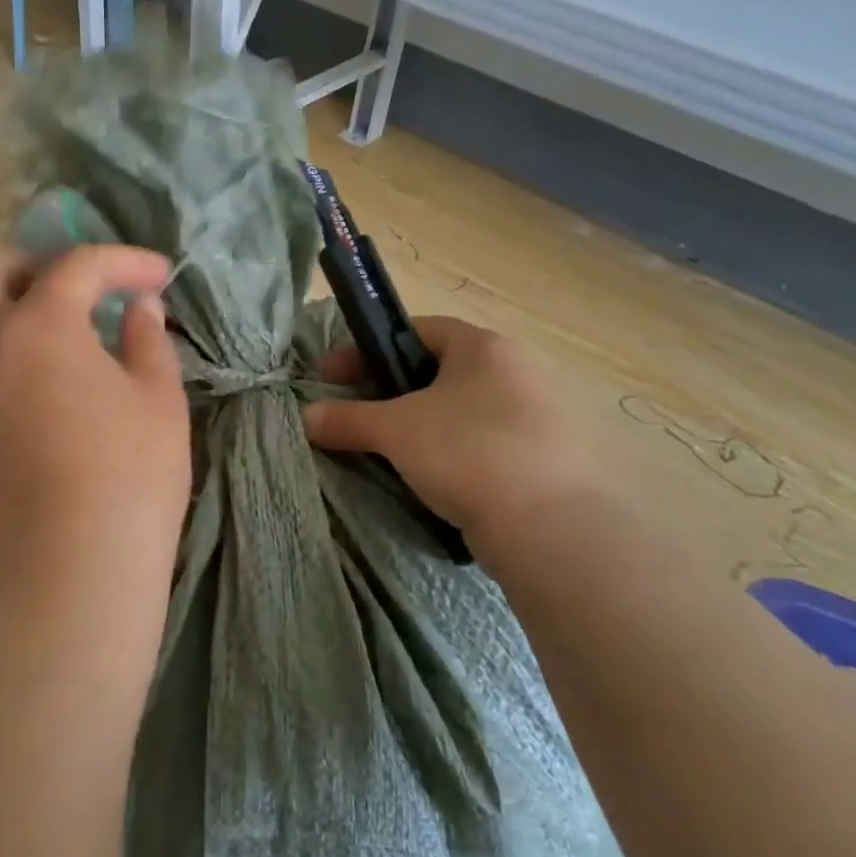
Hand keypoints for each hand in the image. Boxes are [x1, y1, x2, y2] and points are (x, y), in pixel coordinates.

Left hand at [0, 244, 190, 609]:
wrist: (70, 571)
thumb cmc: (129, 480)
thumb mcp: (159, 400)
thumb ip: (147, 339)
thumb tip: (140, 308)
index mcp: (37, 328)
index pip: (76, 268)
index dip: (124, 263)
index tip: (159, 277)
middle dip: (29, 261)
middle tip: (76, 288)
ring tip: (45, 320)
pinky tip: (27, 367)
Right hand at [302, 317, 605, 549]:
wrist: (549, 526)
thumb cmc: (467, 452)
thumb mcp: (395, 430)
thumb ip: (348, 418)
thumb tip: (306, 417)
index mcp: (482, 347)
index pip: (415, 330)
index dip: (366, 350)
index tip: (331, 377)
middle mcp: (512, 372)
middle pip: (434, 371)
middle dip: (388, 390)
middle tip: (352, 414)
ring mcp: (530, 416)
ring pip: (455, 411)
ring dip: (415, 425)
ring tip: (381, 449)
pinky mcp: (536, 459)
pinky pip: (475, 444)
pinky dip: (443, 453)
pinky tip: (423, 477)